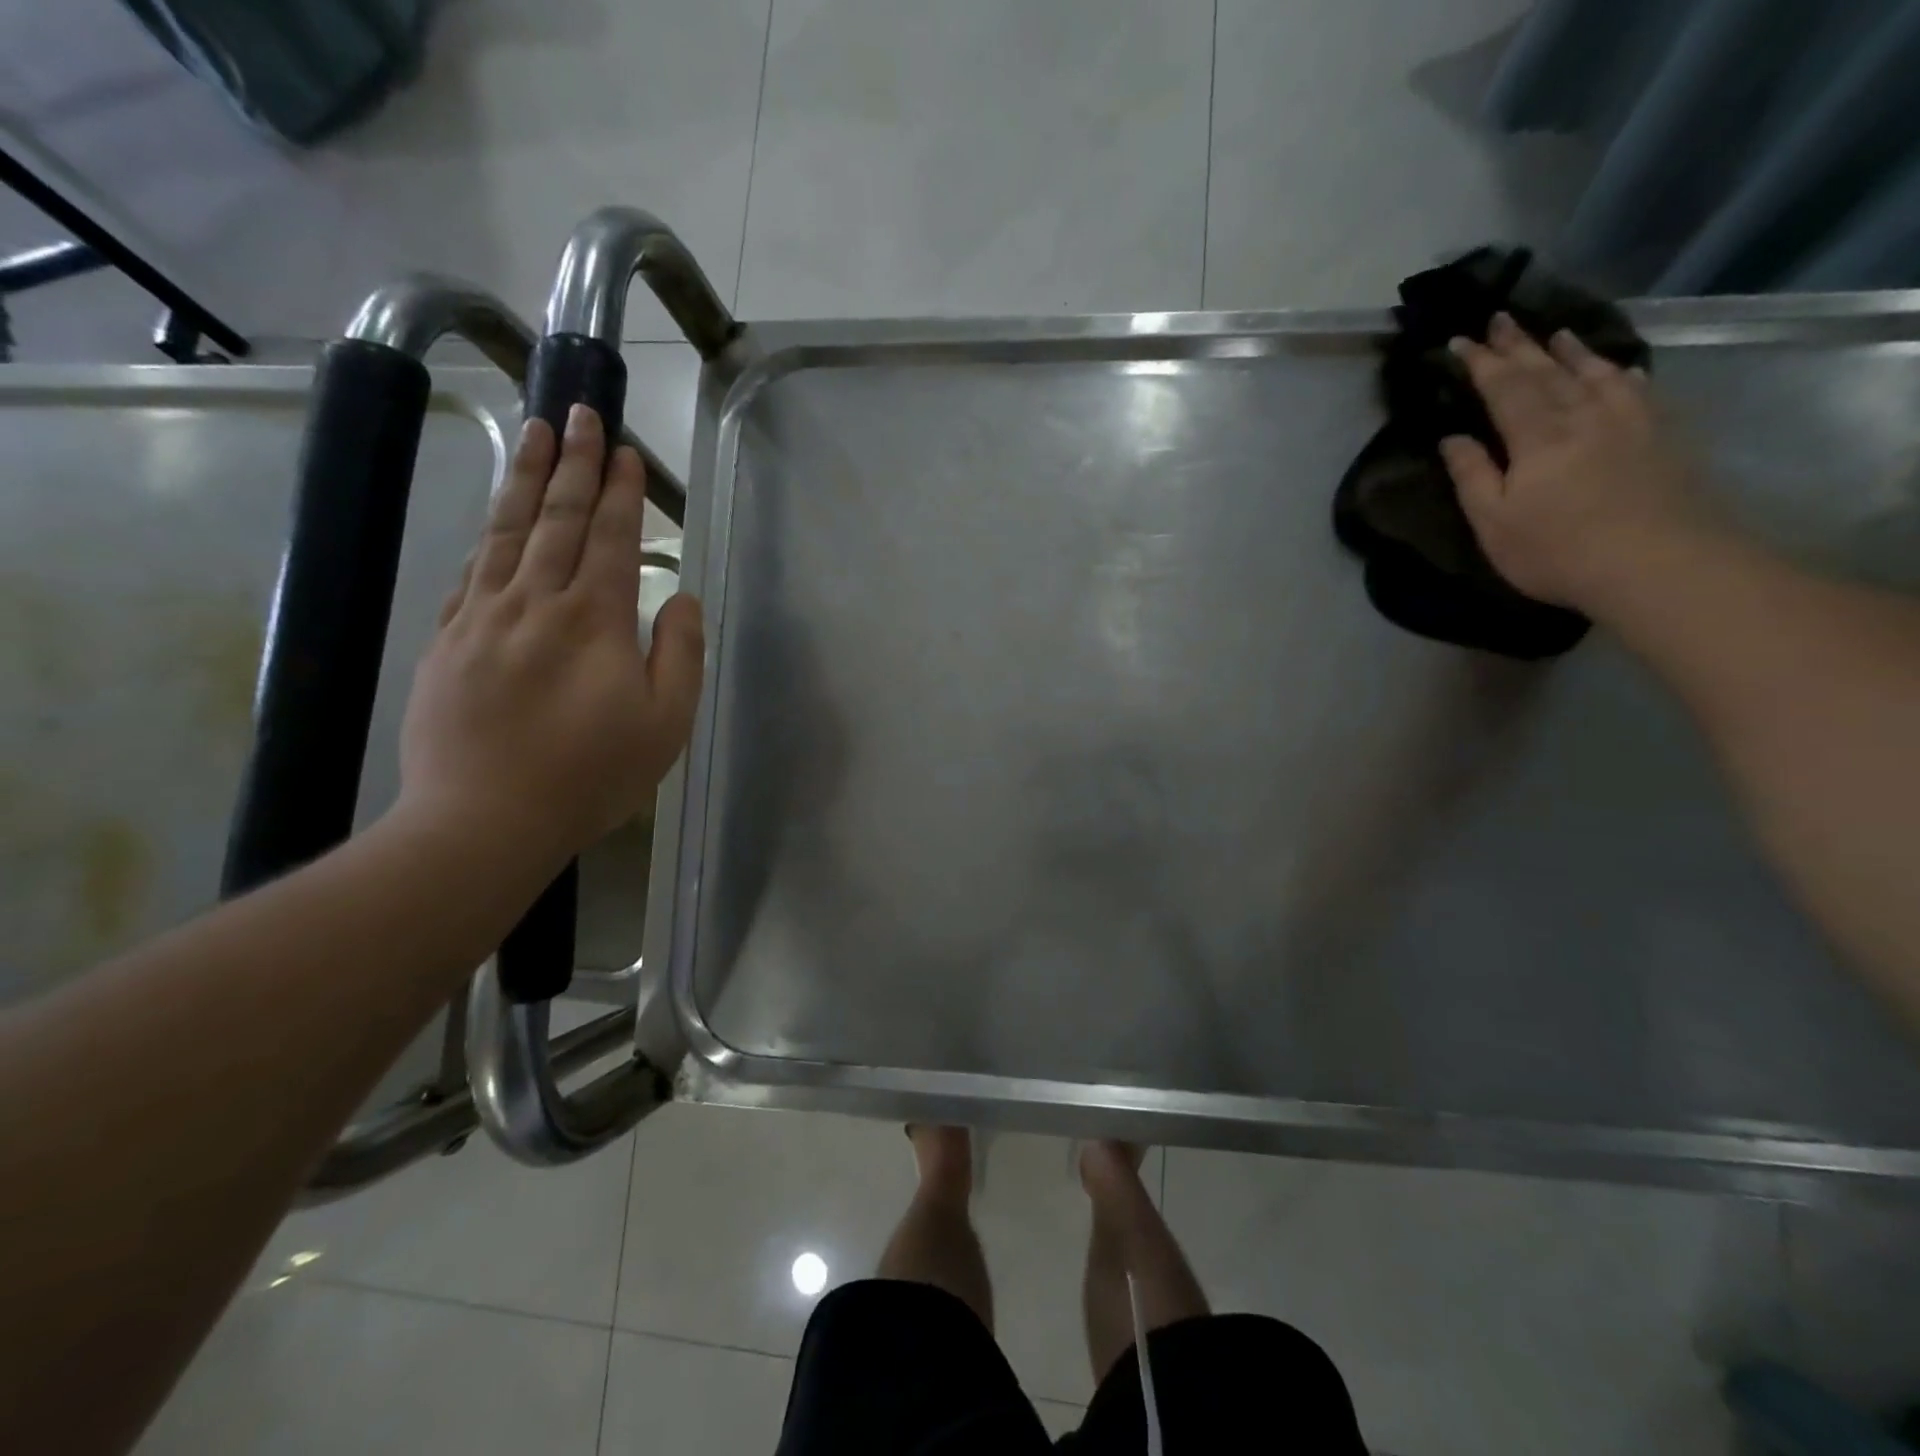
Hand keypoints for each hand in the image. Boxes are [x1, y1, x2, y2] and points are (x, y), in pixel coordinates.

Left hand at [396, 404, 703, 873]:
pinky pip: (471, 573)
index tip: (624, 450)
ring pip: (506, 533)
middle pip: (555, 519)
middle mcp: (534, 603)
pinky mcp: (447, 642)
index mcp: (593, 621)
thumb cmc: (591, 776)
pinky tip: (495, 521)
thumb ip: (680, 654)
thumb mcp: (666, 725)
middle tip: (579, 411)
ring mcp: (482, 619)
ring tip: (534, 433)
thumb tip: (679, 597)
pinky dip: (488, 537)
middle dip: (572, 463)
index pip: (608, 538)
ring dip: (524, 478)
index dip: (619, 491)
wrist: (484, 820)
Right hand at [1441, 312, 1707, 616]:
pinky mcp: (1662, 434)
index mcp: (1538, 435)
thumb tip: (1453, 438)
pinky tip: (1616, 368)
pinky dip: (1618, 372)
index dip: (1480, 362)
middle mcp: (1584, 414)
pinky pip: (1636, 388)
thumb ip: (1473, 476)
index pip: (1503, 387)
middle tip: (1500, 319)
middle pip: (1547, 370)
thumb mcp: (1495, 523)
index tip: (1459, 341)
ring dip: (1569, 351)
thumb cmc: (1558, 551)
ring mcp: (1630, 420)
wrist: (1659, 564)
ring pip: (1594, 372)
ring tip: (1554, 333)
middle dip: (1519, 344)